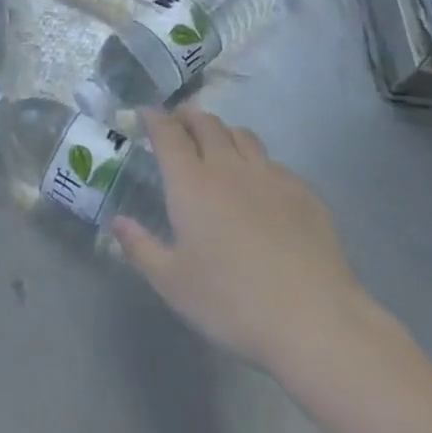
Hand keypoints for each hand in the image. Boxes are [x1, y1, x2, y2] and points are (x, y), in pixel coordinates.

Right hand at [112, 105, 381, 378]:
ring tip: (216, 140)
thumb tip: (118, 222)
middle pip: (207, 124)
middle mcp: (229, 168)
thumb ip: (141, 248)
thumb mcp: (173, 283)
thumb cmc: (231, 302)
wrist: (313, 319)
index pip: (169, 134)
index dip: (155, 119)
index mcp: (191, 183)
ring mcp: (270, 176)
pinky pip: (272, 161)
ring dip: (223, 130)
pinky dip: (256, 159)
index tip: (145, 113)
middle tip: (178, 119)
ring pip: (242, 135)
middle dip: (188, 116)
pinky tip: (258, 181)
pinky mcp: (303, 192)